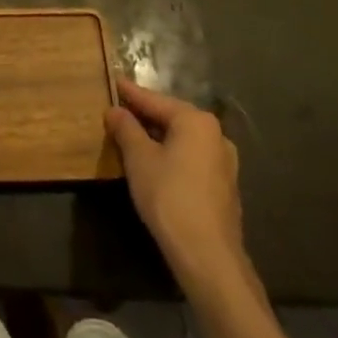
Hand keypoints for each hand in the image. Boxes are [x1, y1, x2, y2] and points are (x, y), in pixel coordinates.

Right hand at [107, 80, 254, 294]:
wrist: (208, 256)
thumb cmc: (169, 197)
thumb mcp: (139, 159)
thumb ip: (125, 128)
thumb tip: (115, 111)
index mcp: (196, 121)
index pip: (155, 100)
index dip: (130, 93)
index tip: (113, 81)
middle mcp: (215, 135)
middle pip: (171, 117)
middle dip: (144, 115)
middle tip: (118, 110)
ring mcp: (224, 162)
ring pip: (182, 139)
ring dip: (158, 136)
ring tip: (132, 135)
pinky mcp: (224, 186)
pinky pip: (191, 158)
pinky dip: (171, 154)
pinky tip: (155, 163)